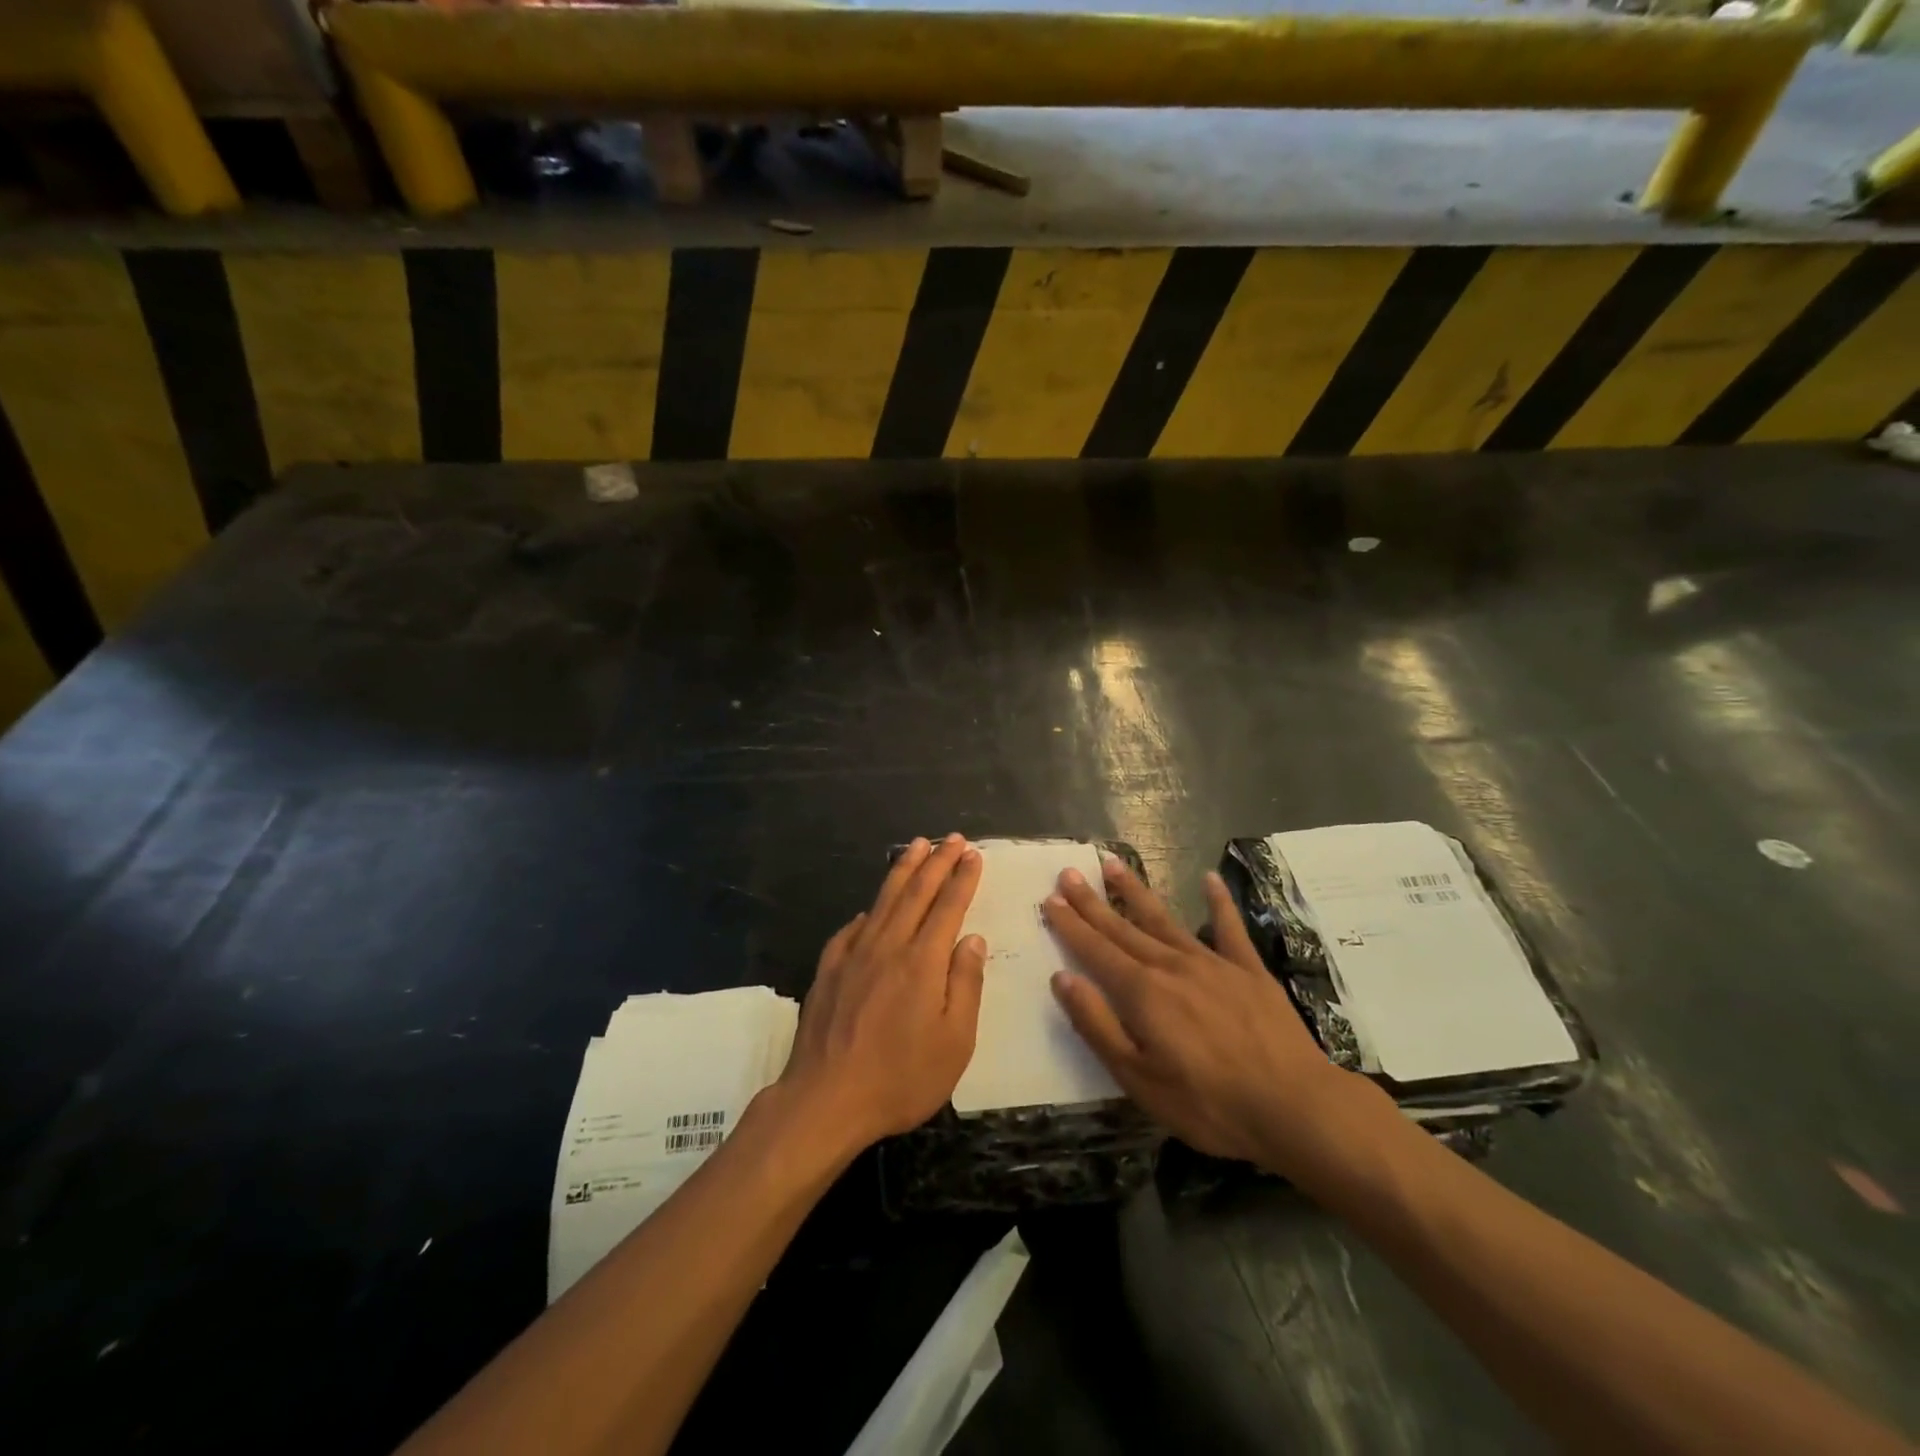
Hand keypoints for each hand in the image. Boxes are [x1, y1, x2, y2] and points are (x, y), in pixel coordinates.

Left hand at [777, 835, 987, 1152]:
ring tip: (916, 846)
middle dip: (937, 862)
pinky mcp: (829, 970)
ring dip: (903, 870)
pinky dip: (868, 911)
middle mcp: (888, 947)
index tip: (973, 854)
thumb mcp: (954, 1042)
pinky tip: (871, 907)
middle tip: (952, 839)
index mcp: (923, 962)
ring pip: (883, 900)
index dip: (962, 878)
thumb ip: (965, 985)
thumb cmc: (900, 1078)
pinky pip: (852, 929)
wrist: (826, 1099)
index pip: (948, 907)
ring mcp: (854, 955)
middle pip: (916, 893)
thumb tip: (973, 940)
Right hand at [1044, 857, 1368, 1174]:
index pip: (1096, 950)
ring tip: (1113, 864)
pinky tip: (1209, 879)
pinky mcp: (1249, 970)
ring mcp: (1212, 963)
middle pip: (1123, 928)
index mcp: (1142, 992)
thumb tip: (1062, 979)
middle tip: (1069, 872)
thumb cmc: (1208, 1103)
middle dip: (1092, 901)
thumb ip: (1098, 1025)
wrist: (1294, 1107)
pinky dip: (1219, 902)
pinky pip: (1230, 928)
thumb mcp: (1139, 1078)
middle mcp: (1171, 966)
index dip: (1070, 925)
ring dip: (1136, 892)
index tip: (1050, 899)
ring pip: (1164, 919)